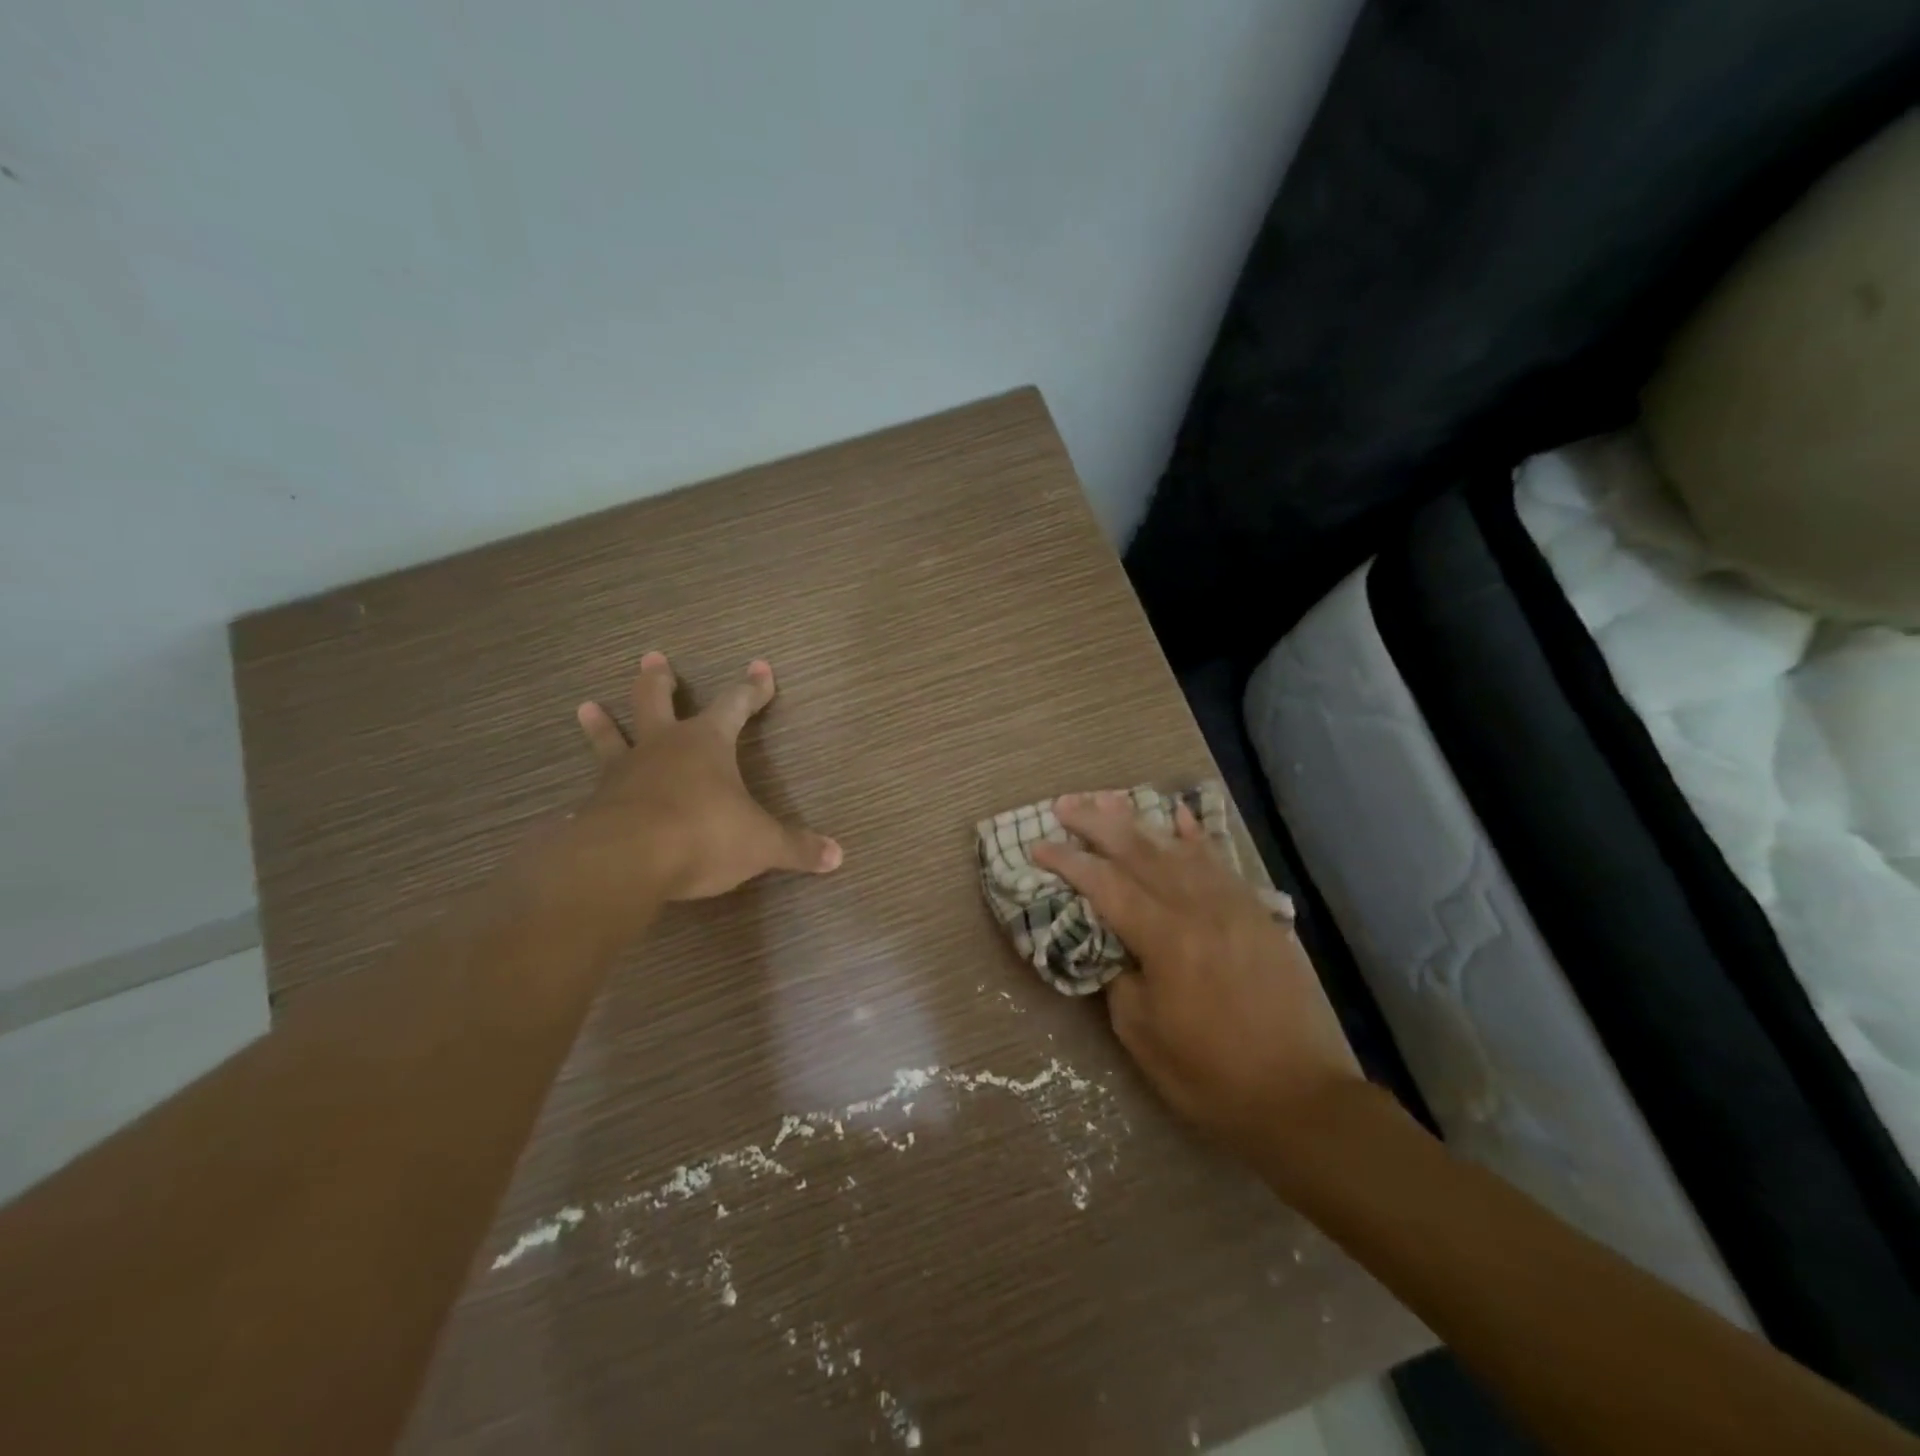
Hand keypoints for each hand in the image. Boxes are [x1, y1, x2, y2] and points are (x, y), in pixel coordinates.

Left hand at [557, 653, 841, 911]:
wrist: (627, 860)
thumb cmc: (703, 835)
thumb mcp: (761, 843)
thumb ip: (797, 848)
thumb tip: (837, 856)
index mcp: (706, 744)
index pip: (735, 705)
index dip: (751, 688)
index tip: (760, 667)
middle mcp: (662, 748)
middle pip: (656, 701)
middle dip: (659, 680)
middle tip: (652, 658)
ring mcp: (624, 774)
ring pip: (611, 738)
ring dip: (601, 723)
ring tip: (586, 706)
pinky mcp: (596, 806)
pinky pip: (593, 794)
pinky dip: (590, 796)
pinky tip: (574, 806)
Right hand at [1030, 792, 1359, 1159]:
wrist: (1302, 1097)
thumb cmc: (1211, 1076)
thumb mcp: (1143, 1035)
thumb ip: (1118, 978)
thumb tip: (1111, 947)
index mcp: (1166, 939)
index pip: (1106, 885)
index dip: (1069, 862)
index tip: (1038, 845)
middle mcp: (1199, 908)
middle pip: (1140, 852)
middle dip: (1097, 824)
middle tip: (1065, 804)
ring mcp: (1233, 906)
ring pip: (1178, 849)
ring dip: (1140, 822)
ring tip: (1109, 800)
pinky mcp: (1257, 915)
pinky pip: (1221, 863)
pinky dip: (1196, 837)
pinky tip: (1181, 818)